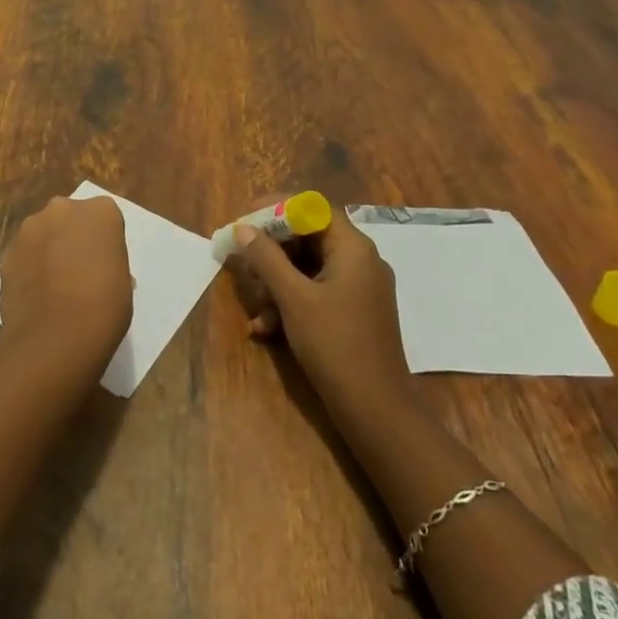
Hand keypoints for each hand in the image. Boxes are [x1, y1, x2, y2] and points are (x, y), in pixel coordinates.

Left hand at [0, 196, 133, 365]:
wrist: (56, 337)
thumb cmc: (104, 307)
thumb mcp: (123, 280)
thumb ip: (107, 260)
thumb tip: (95, 268)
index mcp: (101, 211)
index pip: (105, 217)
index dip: (104, 241)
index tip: (104, 263)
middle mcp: (62, 209)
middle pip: (69, 217)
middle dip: (72, 236)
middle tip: (79, 270)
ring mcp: (30, 229)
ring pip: (43, 233)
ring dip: (48, 249)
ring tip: (54, 286)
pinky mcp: (7, 252)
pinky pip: (24, 255)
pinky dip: (29, 268)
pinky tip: (36, 296)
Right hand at [225, 206, 406, 407]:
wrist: (376, 410)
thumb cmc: (335, 344)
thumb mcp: (293, 298)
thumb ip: (267, 259)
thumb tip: (243, 229)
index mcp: (353, 248)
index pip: (313, 208)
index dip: (277, 209)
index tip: (246, 219)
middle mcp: (360, 261)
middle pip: (309, 238)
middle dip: (272, 251)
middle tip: (242, 260)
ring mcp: (359, 289)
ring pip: (309, 269)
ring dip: (277, 283)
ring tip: (254, 306)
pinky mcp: (353, 314)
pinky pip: (317, 293)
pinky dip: (291, 304)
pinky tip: (265, 329)